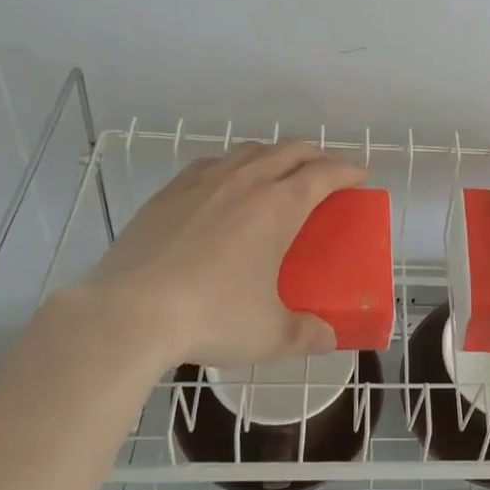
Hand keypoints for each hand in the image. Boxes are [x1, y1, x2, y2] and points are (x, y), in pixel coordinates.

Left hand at [86, 141, 367, 368]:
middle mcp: (246, 181)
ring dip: (274, 155)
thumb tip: (328, 338)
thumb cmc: (211, 318)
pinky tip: (225, 183)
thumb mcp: (269, 335)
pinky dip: (232, 164)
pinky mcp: (170, 192)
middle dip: (315, 155)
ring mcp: (204, 181)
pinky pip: (211, 163)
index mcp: (279, 206)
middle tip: (325, 172)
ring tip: (278, 173)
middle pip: (290, 151)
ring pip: (250, 151)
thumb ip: (306, 334)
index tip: (360, 174)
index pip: (324, 173)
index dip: (347, 169)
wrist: (129, 313)